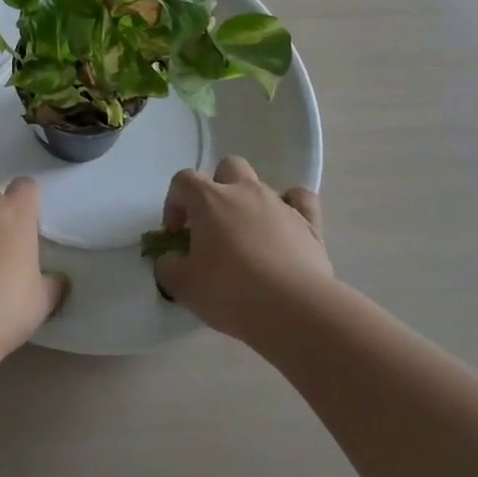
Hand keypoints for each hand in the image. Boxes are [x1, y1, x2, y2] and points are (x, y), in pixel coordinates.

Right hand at [151, 156, 334, 340]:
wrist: (294, 309)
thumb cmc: (230, 291)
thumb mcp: (183, 285)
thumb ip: (168, 267)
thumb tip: (169, 260)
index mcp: (209, 199)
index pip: (183, 181)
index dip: (174, 203)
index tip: (177, 234)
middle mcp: (245, 191)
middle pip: (227, 168)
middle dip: (217, 189)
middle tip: (213, 225)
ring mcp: (280, 204)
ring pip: (261, 185)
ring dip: (250, 204)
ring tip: (248, 239)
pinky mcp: (309, 223)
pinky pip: (300, 199)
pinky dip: (292, 207)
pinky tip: (285, 227)